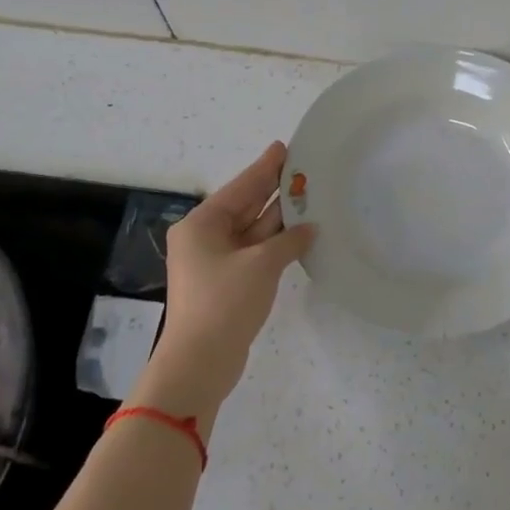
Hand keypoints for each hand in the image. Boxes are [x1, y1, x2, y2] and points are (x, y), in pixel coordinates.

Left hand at [130, 142, 314, 423]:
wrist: (200, 362)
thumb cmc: (225, 302)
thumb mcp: (261, 264)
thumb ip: (288, 240)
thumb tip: (309, 228)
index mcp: (202, 225)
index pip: (240, 187)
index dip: (264, 168)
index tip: (283, 147)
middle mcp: (204, 238)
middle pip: (244, 206)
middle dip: (273, 189)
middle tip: (302, 168)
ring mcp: (215, 262)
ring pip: (252, 230)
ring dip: (279, 217)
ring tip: (309, 196)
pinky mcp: (227, 283)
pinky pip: (254, 252)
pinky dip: (275, 243)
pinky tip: (300, 233)